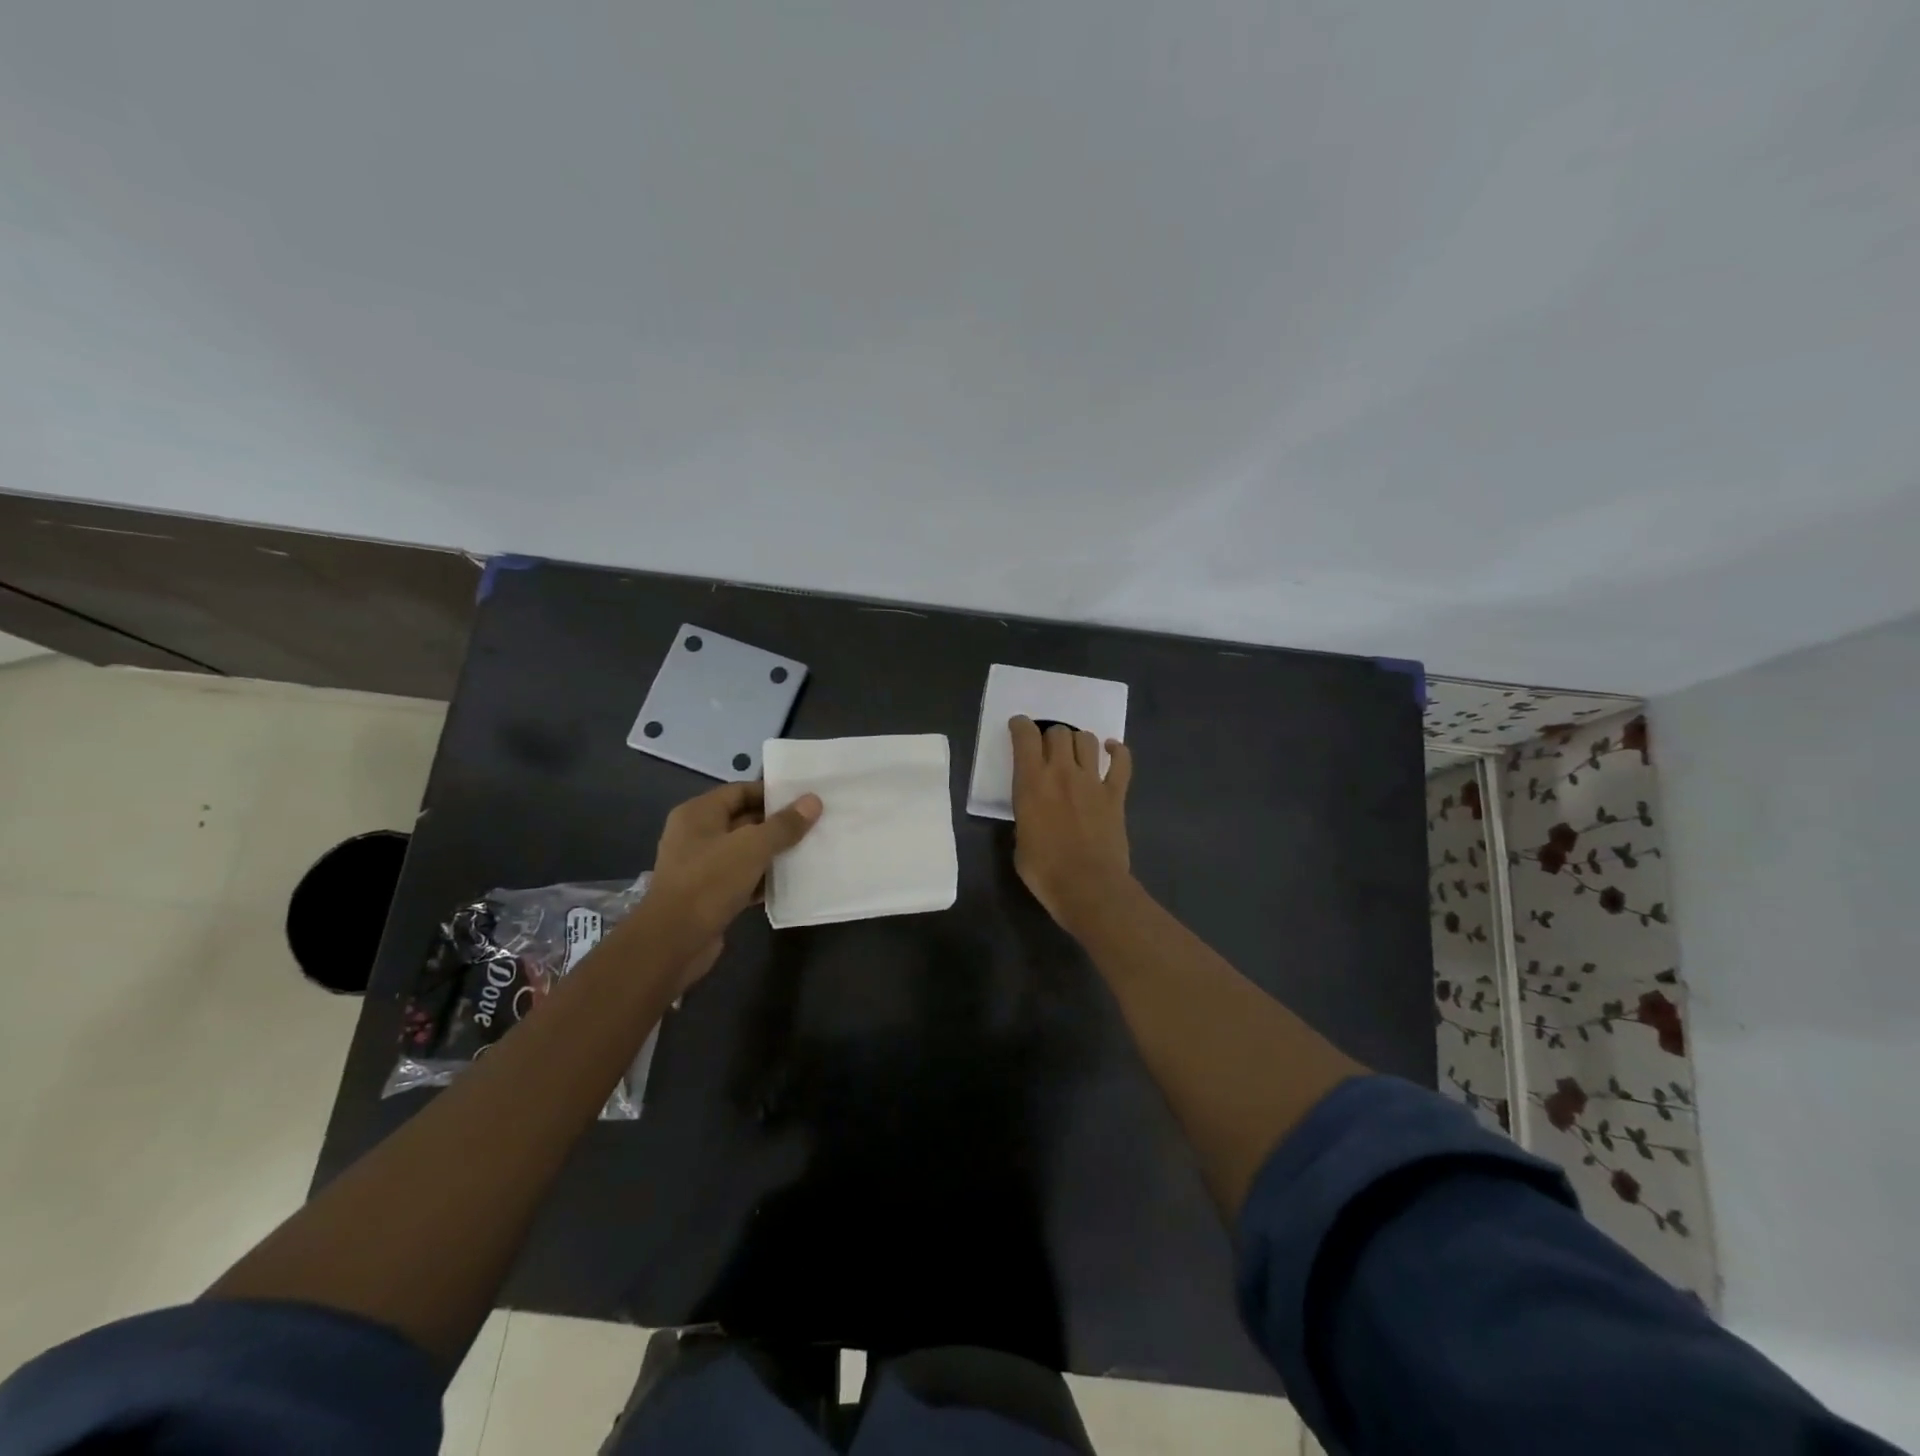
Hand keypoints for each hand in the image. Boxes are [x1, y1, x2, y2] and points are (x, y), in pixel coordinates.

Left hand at [646, 782, 821, 956]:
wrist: (673, 942)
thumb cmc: (710, 882)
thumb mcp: (752, 847)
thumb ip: (784, 825)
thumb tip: (813, 801)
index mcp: (698, 813)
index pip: (740, 791)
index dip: (772, 793)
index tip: (805, 799)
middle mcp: (696, 835)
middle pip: (744, 820)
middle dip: (777, 824)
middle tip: (814, 825)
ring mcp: (701, 866)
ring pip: (744, 852)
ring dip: (773, 853)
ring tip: (808, 851)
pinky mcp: (708, 895)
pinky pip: (741, 878)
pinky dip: (762, 879)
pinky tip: (790, 882)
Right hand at [1009, 716, 1133, 933]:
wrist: (1088, 886)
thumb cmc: (1045, 870)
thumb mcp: (1020, 841)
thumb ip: (1026, 817)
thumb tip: (1034, 815)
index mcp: (1031, 783)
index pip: (1025, 738)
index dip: (1021, 726)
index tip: (1019, 726)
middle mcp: (1061, 773)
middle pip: (1058, 733)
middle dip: (1050, 736)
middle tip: (1048, 749)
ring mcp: (1092, 781)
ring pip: (1087, 740)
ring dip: (1078, 741)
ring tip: (1075, 751)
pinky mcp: (1116, 795)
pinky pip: (1122, 762)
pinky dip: (1117, 751)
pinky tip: (1112, 749)